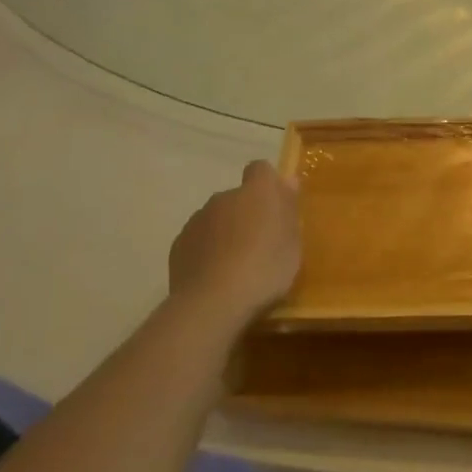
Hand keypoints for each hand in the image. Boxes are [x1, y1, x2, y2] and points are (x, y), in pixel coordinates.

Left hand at [167, 161, 300, 319]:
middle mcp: (224, 197)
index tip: (276, 206)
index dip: (268, 184)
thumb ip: (288, 208)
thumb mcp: (292, 242)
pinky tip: (217, 276)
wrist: (214, 301)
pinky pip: (200, 240)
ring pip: (217, 219)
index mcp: (256, 192)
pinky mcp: (179, 244)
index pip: (261, 169)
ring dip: (227, 232)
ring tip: (237, 265)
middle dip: (247, 213)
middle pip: (238, 197)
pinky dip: (208, 250)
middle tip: (261, 244)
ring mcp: (197, 220)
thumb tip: (287, 180)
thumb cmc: (266, 268)